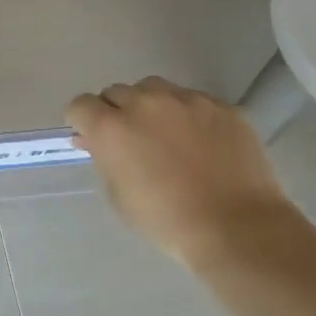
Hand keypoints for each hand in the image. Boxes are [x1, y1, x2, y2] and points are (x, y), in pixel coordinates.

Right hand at [66, 77, 292, 268]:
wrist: (235, 226)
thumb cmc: (165, 219)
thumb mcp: (118, 194)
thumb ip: (104, 158)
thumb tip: (96, 141)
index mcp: (112, 128)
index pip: (80, 105)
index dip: (81, 122)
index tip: (90, 139)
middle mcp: (146, 103)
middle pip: (116, 92)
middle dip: (115, 112)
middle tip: (128, 141)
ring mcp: (188, 101)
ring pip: (155, 89)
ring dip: (149, 106)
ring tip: (164, 134)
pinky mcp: (223, 107)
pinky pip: (194, 101)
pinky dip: (187, 115)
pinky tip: (200, 143)